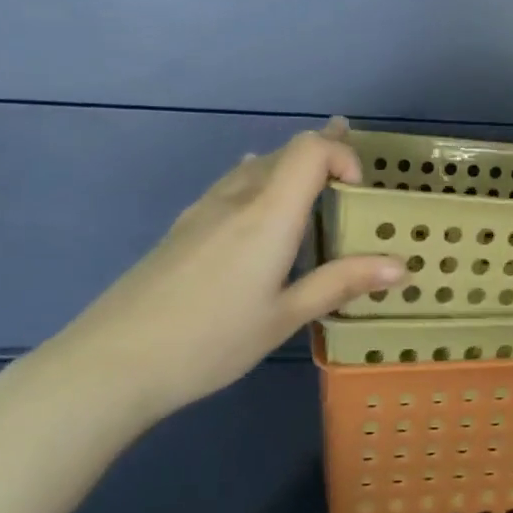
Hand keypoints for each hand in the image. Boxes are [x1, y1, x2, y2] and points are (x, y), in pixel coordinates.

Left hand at [28, 120, 404, 425]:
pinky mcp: (182, 228)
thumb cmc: (210, 341)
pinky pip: (232, 185)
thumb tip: (401, 266)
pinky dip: (262, 182)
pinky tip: (259, 204)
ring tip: (317, 177)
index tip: (359, 192)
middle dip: (324, 152)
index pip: (310, 149)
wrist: (111, 363)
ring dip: (292, 167)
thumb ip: (341, 283)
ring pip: (256, 168)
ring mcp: (203, 210)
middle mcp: (237, 198)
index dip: (341, 153)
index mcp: (268, 214)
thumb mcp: (284, 317)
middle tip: (354, 171)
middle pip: (285, 152)